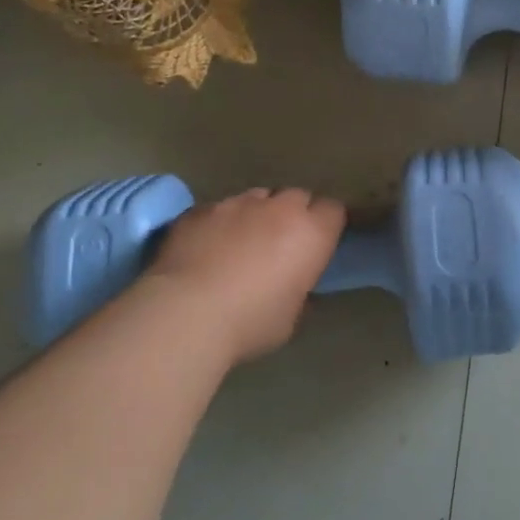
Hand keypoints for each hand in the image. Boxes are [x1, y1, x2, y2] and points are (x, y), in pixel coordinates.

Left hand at [143, 188, 346, 362]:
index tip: (318, 244)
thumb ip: (299, 291)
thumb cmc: (250, 322)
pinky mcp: (200, 209)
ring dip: (257, 214)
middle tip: (282, 243)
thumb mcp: (291, 317)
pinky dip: (221, 222)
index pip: (333, 210)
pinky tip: (207, 247)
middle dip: (294, 214)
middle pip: (297, 196)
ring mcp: (237, 204)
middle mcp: (279, 208)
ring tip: (242, 242)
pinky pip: (220, 208)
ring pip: (257, 198)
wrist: (185, 313)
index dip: (326, 224)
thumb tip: (294, 284)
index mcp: (311, 234)